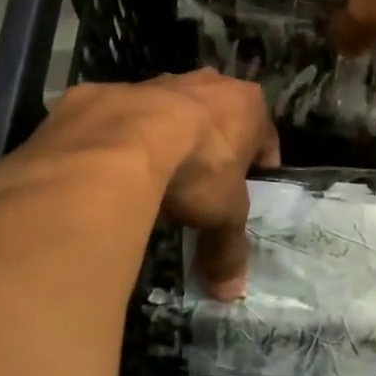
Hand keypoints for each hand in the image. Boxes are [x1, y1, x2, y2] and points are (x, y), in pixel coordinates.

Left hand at [32, 71, 277, 300]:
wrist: (121, 141)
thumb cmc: (195, 169)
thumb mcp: (222, 215)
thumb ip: (228, 250)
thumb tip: (231, 294)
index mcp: (246, 104)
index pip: (264, 134)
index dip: (259, 164)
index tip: (248, 188)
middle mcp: (205, 83)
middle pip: (216, 116)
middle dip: (212, 145)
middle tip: (201, 183)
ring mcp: (155, 81)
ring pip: (169, 110)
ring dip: (165, 137)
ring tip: (153, 177)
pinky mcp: (110, 91)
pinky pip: (122, 117)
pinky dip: (121, 139)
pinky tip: (111, 169)